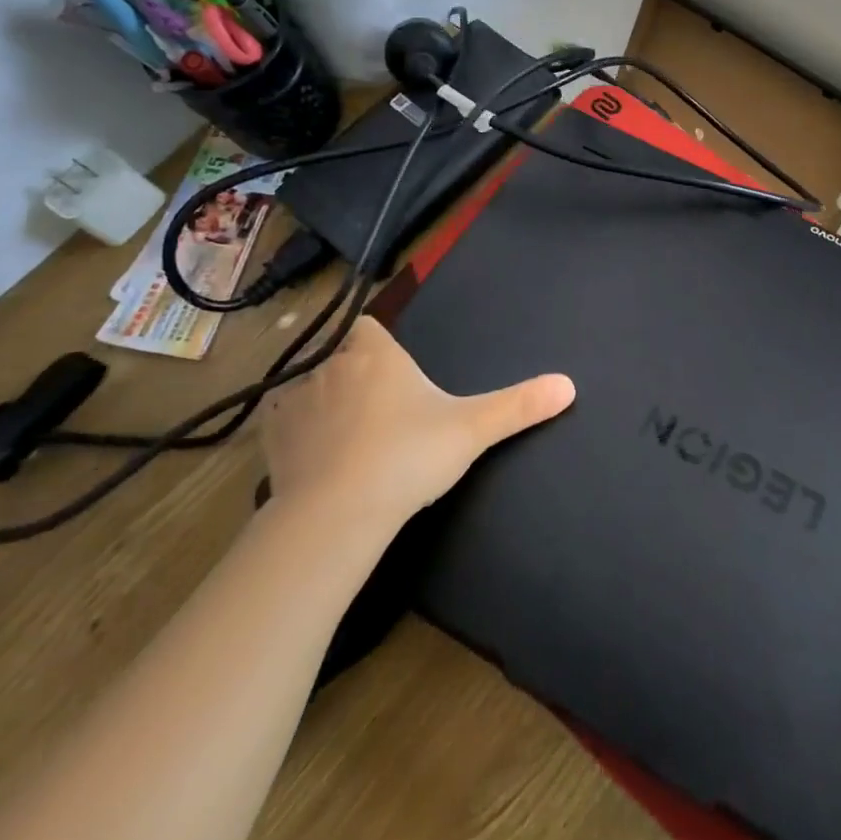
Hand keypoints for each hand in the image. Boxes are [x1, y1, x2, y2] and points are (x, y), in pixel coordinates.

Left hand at [260, 316, 574, 534]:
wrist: (338, 513)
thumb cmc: (408, 456)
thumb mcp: (472, 429)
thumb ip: (519, 406)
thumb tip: (569, 384)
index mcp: (376, 354)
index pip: (368, 326)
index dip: (377, 343)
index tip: (392, 369)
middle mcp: (331, 366)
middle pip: (340, 357)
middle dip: (355, 376)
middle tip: (380, 413)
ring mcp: (295, 401)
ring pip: (309, 389)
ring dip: (324, 404)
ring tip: (346, 439)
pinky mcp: (271, 438)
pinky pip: (282, 422)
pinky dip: (295, 432)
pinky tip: (314, 457)